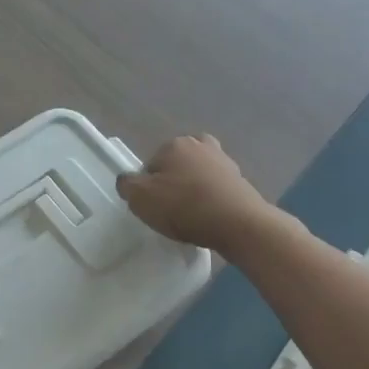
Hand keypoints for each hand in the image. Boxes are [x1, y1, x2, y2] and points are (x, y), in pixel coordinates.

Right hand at [117, 134, 278, 255]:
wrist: (239, 223)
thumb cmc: (184, 207)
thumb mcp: (140, 198)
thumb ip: (126, 185)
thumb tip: (127, 180)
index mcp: (174, 144)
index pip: (150, 165)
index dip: (148, 187)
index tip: (154, 206)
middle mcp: (200, 144)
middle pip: (176, 165)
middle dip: (173, 182)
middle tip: (172, 209)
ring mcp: (224, 161)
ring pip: (198, 173)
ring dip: (193, 188)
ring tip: (192, 214)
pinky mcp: (241, 179)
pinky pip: (216, 187)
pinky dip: (211, 198)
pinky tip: (209, 216)